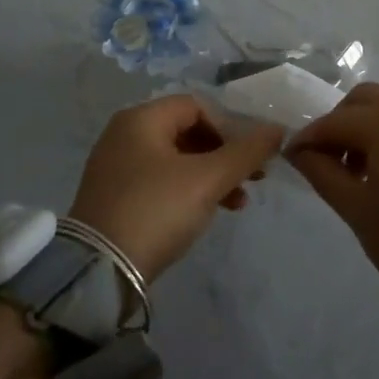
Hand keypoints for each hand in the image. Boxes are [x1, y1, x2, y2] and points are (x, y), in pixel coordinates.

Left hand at [69, 95, 284, 285]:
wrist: (100, 272)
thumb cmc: (157, 210)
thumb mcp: (208, 180)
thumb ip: (246, 152)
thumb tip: (279, 130)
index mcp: (141, 119)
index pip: (197, 106)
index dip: (230, 127)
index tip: (250, 156)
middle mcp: (124, 134)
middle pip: (188, 131)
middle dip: (225, 154)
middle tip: (253, 178)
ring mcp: (117, 166)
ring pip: (177, 159)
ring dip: (211, 175)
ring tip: (237, 203)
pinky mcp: (115, 196)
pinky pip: (161, 180)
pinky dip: (188, 190)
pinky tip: (208, 212)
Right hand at [286, 84, 378, 316]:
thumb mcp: (358, 210)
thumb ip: (324, 173)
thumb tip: (300, 151)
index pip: (336, 121)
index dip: (310, 138)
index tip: (292, 157)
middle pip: (364, 100)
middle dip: (340, 123)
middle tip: (328, 160)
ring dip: (368, 126)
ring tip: (360, 169)